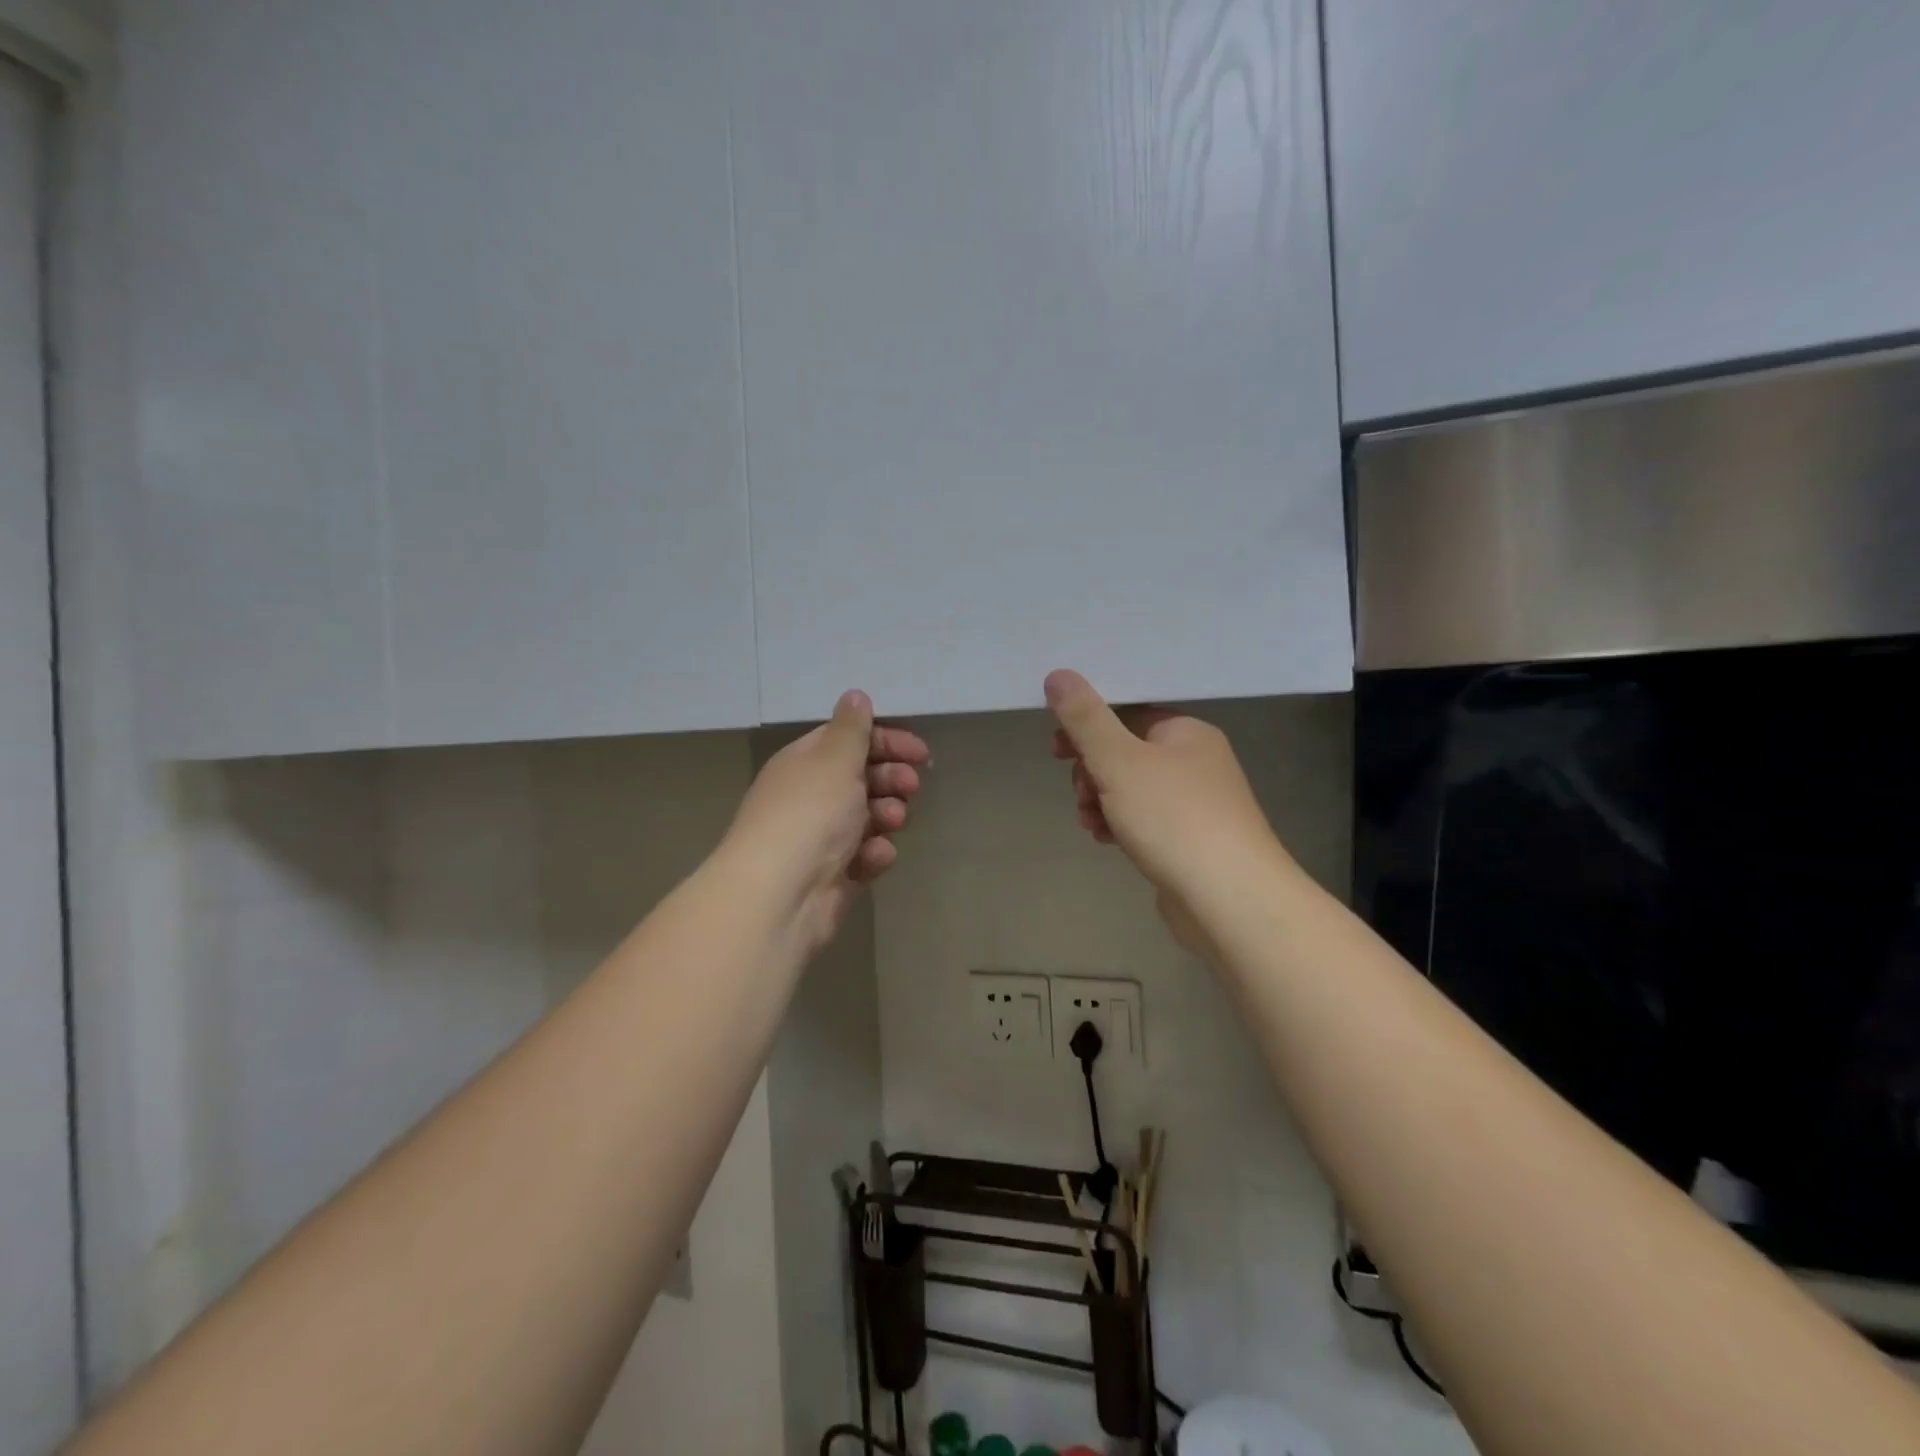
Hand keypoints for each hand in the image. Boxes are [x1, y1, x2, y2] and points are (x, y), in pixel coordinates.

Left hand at [724, 691, 929, 950]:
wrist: (781, 895)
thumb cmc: (809, 814)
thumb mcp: (835, 759)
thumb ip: (852, 728)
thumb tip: (855, 695)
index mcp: (804, 763)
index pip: (849, 741)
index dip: (886, 742)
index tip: (920, 753)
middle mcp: (811, 797)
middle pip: (862, 778)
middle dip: (892, 779)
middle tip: (910, 786)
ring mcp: (822, 838)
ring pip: (869, 817)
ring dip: (887, 815)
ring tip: (891, 821)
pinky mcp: (834, 875)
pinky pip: (865, 856)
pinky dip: (874, 854)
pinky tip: (874, 857)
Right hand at [1045, 669, 1284, 946]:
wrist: (1230, 899)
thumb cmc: (1174, 819)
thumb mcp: (1119, 761)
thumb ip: (1085, 719)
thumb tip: (1058, 674)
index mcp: (1185, 732)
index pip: (1127, 712)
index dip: (1086, 726)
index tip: (1056, 749)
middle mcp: (1195, 761)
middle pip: (1125, 752)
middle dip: (1091, 771)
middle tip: (1081, 793)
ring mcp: (1196, 804)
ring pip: (1131, 790)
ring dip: (1101, 802)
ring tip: (1091, 823)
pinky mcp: (1191, 841)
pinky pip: (1144, 820)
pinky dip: (1121, 825)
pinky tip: (1108, 842)